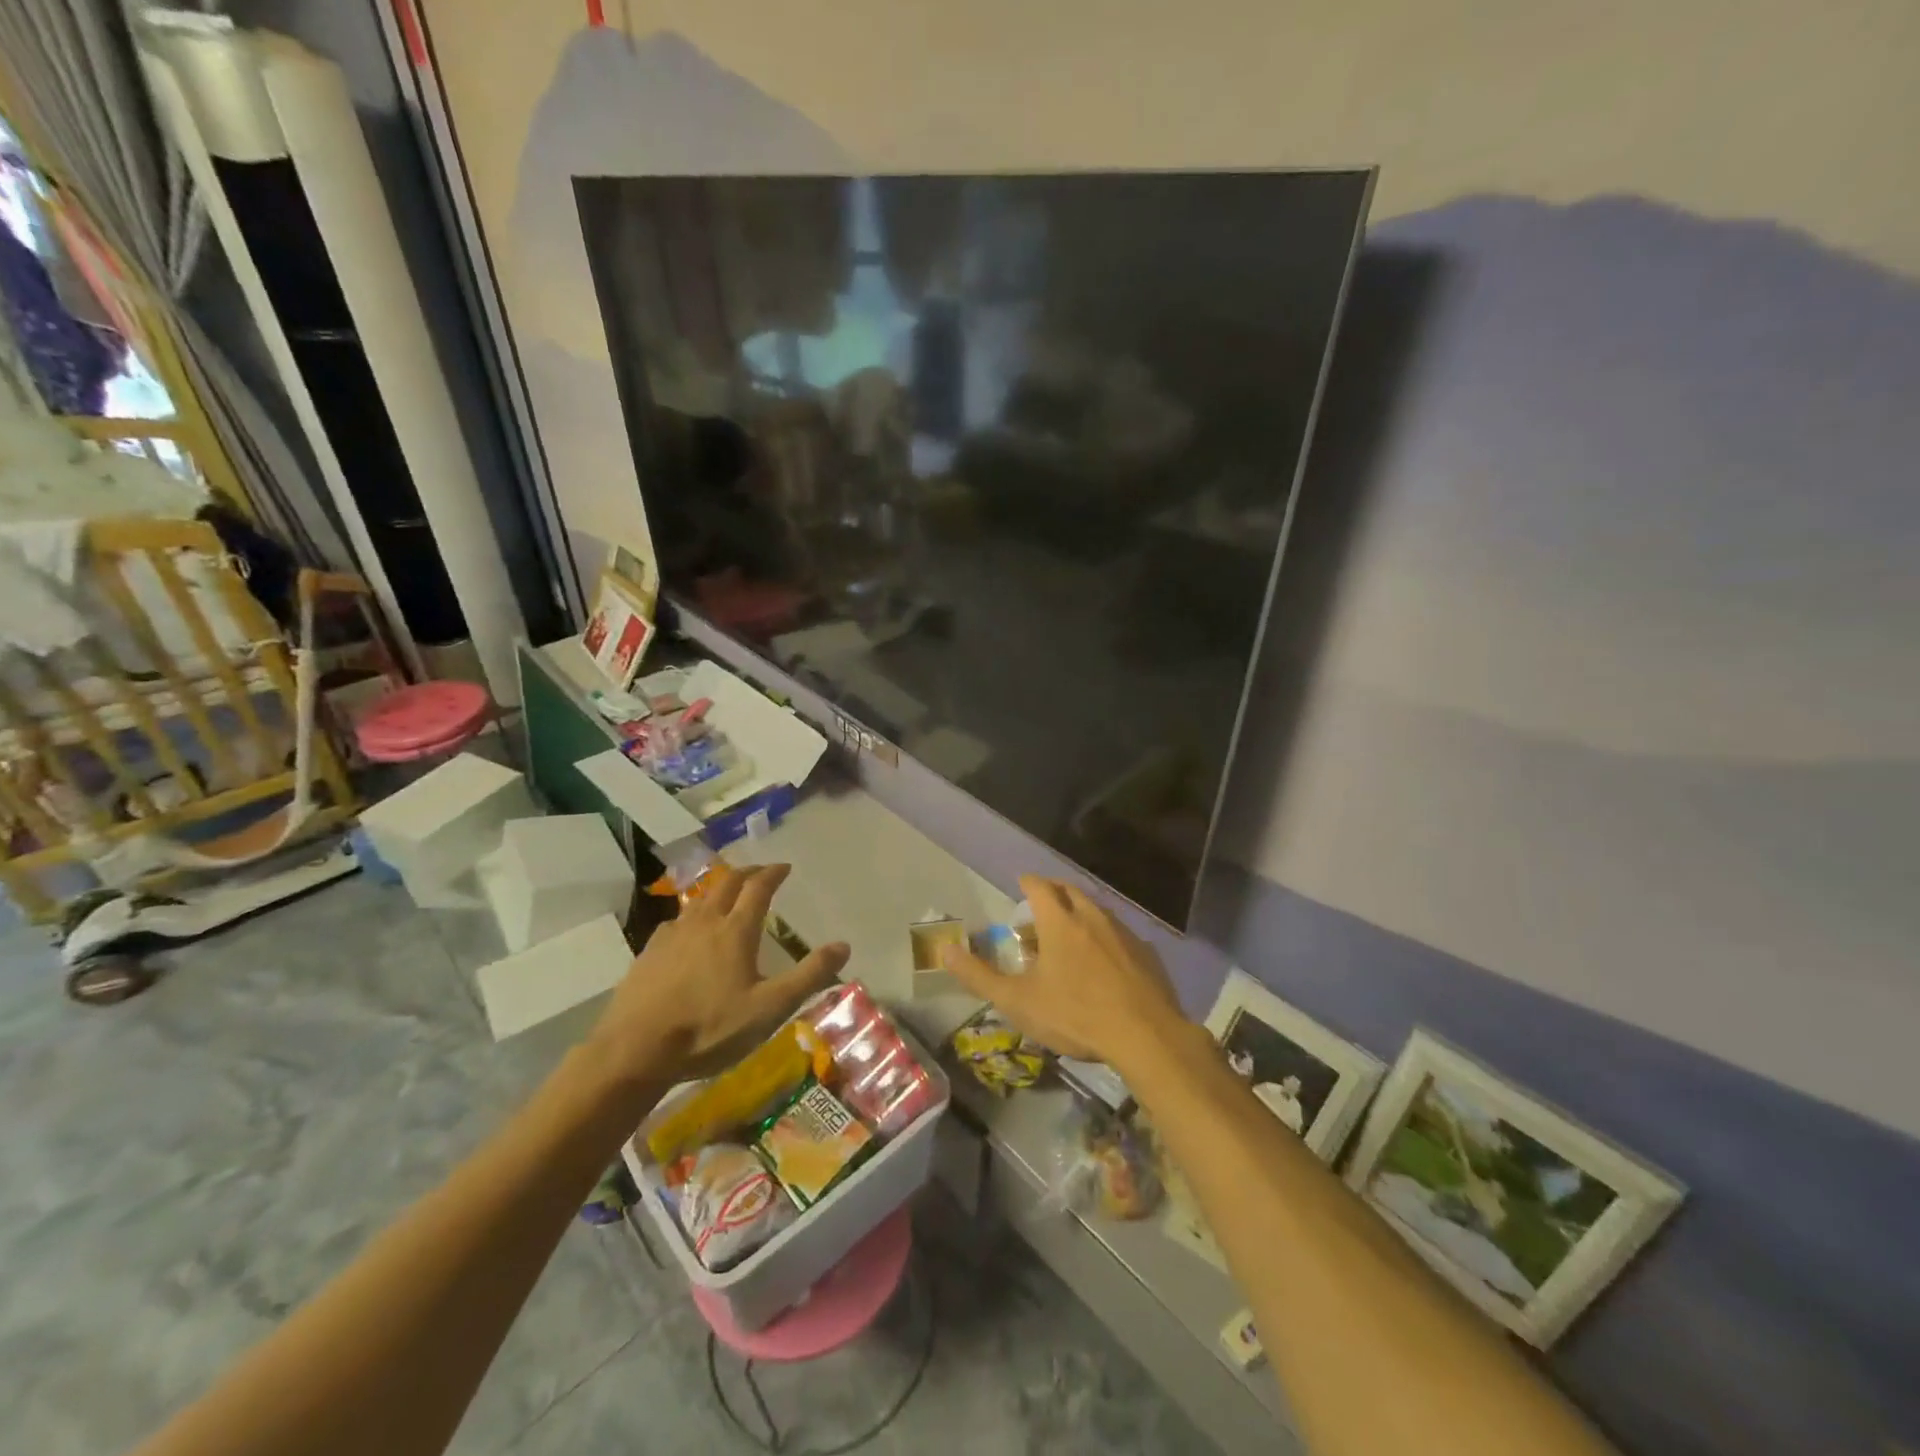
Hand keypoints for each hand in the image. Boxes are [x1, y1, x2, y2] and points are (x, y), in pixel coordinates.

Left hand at [587, 863, 848, 1084]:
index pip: (758, 888)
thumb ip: (808, 976)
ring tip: (727, 896)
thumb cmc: (709, 1029)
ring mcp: (671, 936)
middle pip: (727, 884)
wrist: (634, 1051)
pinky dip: (692, 916)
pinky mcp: (648, 953)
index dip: (773, 873)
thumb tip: (843, 945)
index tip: (784, 867)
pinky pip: (675, 922)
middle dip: (747, 873)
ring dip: (718, 891)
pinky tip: (689, 931)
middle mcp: (704, 923)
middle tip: (760, 873)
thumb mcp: (769, 1008)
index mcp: (735, 931)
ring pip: (699, 900)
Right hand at [940, 875, 1184, 1069]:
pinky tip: (1105, 958)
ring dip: (1081, 911)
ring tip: (1070, 929)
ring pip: (1098, 910)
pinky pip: (1120, 933)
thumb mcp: (1017, 1001)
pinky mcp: (1146, 952)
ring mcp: (1123, 933)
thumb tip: (944, 950)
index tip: (1021, 883)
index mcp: (1060, 922)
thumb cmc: (1075, 1015)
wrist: (1145, 1036)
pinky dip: (1105, 935)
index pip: (1040, 887)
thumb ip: (978, 976)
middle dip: (1054, 891)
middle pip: (1071, 891)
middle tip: (1042, 903)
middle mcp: (1092, 917)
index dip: (1028, 882)